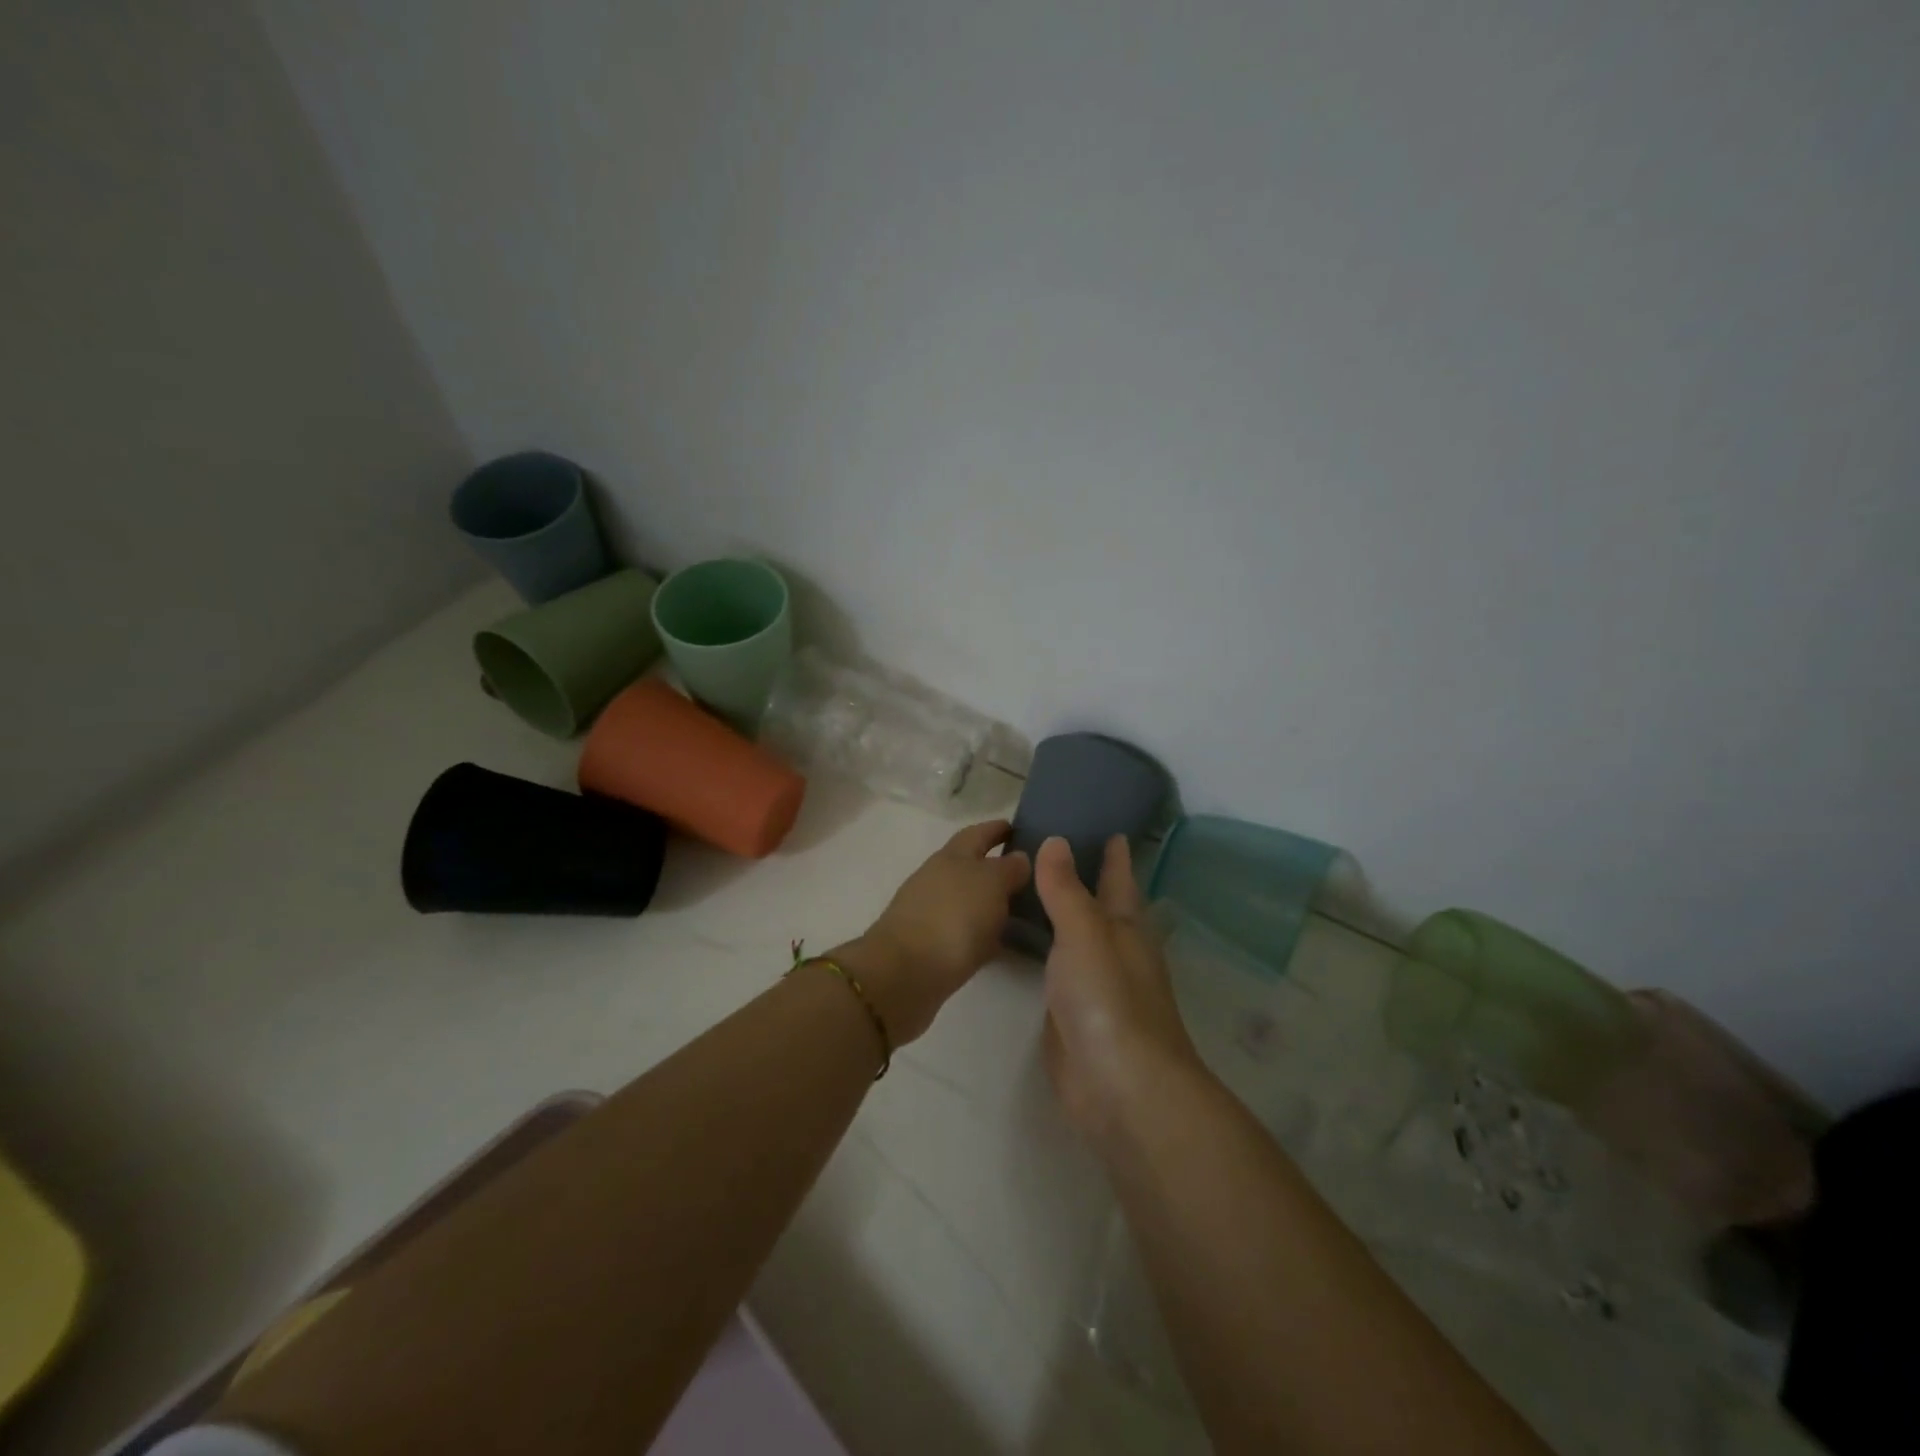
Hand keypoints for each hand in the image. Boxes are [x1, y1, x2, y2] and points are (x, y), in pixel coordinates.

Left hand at [834, 820, 1031, 1044]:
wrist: (905, 974)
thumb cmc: (953, 916)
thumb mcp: (991, 883)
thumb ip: (1009, 868)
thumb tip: (1018, 857)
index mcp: (951, 856)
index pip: (978, 833)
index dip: (998, 829)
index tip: (1020, 828)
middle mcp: (938, 878)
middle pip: (971, 865)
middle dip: (997, 867)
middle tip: (1033, 875)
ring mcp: (930, 912)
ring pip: (968, 898)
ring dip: (991, 901)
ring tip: (1024, 910)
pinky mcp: (929, 945)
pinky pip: (964, 930)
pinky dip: (982, 931)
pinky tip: (1002, 942)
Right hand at [1035, 835, 1204, 1138]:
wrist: (1119, 1087)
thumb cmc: (1109, 999)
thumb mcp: (1085, 933)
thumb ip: (1065, 889)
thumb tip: (1055, 840)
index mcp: (1127, 926)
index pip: (1120, 878)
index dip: (1115, 853)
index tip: (1109, 826)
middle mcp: (1114, 949)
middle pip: (1100, 904)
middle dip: (1085, 877)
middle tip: (1050, 845)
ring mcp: (1095, 984)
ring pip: (1076, 936)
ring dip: (1060, 912)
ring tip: (1028, 883)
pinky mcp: (1072, 1012)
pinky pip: (1056, 967)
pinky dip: (1043, 948)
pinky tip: (1023, 940)